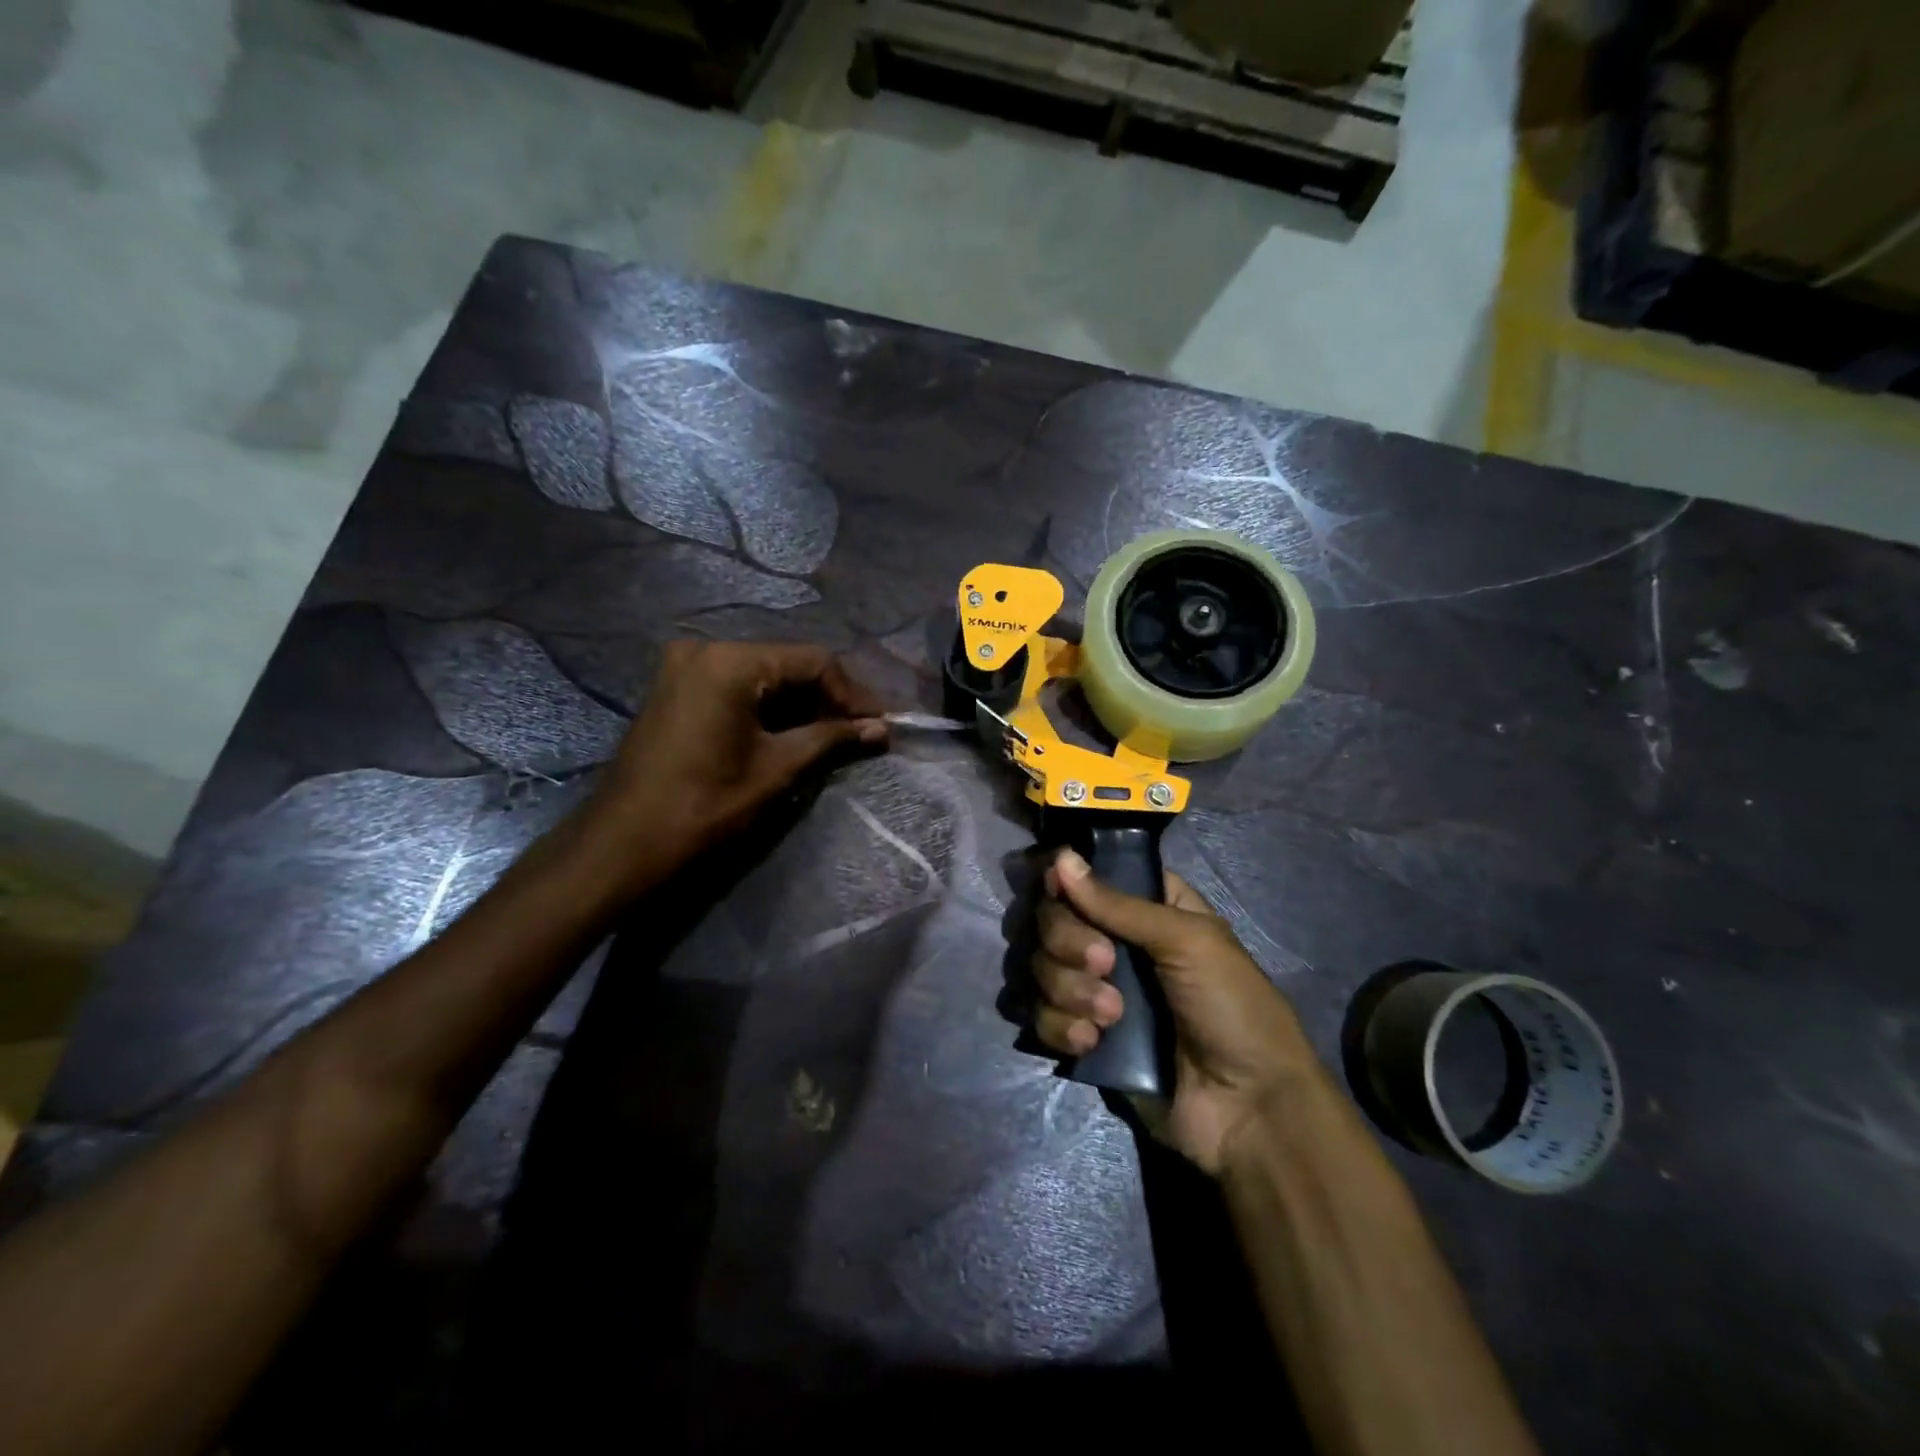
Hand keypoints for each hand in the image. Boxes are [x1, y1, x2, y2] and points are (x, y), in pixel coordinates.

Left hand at [584, 640, 886, 877]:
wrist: (624, 845)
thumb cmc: (705, 806)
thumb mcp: (777, 770)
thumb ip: (831, 739)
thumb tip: (880, 729)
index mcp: (730, 662)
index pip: (813, 661)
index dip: (852, 694)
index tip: (879, 725)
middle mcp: (705, 649)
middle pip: (787, 664)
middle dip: (827, 699)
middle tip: (861, 733)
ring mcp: (685, 667)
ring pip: (763, 676)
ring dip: (801, 705)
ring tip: (834, 737)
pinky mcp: (677, 689)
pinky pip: (737, 687)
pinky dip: (769, 709)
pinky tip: (795, 733)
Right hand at [1032, 849, 1318, 1175]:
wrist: (1248, 1111)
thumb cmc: (1233, 1008)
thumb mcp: (1188, 942)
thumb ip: (1119, 904)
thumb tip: (1061, 858)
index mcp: (1148, 909)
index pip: (1086, 877)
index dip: (1066, 881)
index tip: (1057, 891)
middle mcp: (1115, 942)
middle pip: (1054, 919)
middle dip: (1069, 942)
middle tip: (1105, 964)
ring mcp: (1095, 990)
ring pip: (1042, 967)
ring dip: (1068, 989)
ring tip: (1111, 1016)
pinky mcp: (1083, 1035)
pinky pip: (1042, 1015)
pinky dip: (1060, 1026)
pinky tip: (1092, 1043)